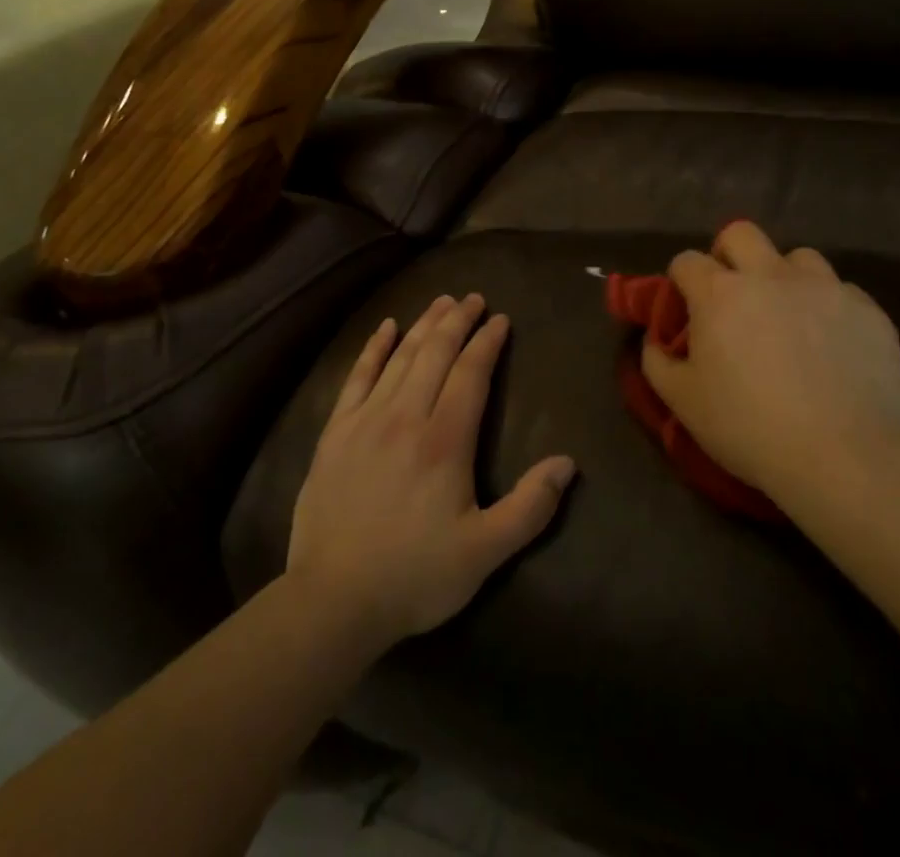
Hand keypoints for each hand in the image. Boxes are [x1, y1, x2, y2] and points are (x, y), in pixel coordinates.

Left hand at [287, 294, 576, 651]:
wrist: (332, 600)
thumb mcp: (485, 553)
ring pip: (401, 357)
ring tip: (442, 302)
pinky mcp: (336, 431)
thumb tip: (568, 464)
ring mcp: (366, 420)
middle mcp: (405, 416)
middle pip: (436, 354)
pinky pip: (357, 376)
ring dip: (424, 325)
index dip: (487, 342)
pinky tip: (386, 327)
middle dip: (458, 321)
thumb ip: (530, 507)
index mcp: (444, 441)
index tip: (500, 320)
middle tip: (474, 298)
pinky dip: (374, 347)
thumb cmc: (415, 576)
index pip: (471, 374)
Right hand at [641, 222, 899, 509]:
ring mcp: (824, 287)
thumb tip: (657, 340)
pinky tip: (832, 345)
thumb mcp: (682, 402)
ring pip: (797, 258)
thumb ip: (657, 361)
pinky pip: (841, 292)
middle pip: (741, 234)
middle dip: (729, 255)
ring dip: (784, 278)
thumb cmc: (750, 429)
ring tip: (789, 317)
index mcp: (720, 293)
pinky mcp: (867, 310)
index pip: (686, 261)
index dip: (681, 282)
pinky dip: (829, 309)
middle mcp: (770, 275)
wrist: (844, 458)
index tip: (687, 310)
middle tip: (733, 296)